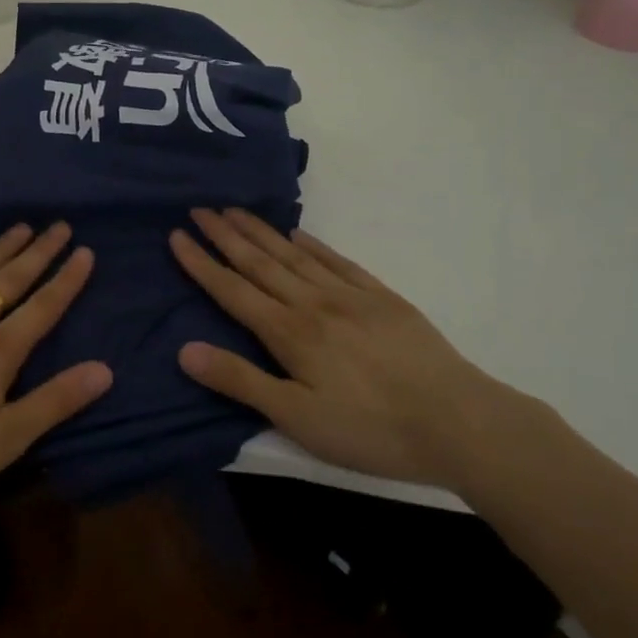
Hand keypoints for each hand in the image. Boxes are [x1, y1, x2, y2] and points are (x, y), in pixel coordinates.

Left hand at [0, 222, 112, 516]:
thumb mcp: (3, 441)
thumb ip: (54, 402)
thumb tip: (105, 369)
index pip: (42, 308)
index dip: (66, 280)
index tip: (84, 252)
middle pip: (10, 280)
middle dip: (39, 252)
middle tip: (59, 225)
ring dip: (0, 248)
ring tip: (23, 228)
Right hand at [169, 209, 518, 488]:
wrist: (460, 422)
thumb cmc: (370, 429)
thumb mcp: (297, 417)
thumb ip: (240, 381)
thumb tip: (184, 350)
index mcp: (289, 332)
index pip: (233, 290)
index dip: (201, 263)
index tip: (177, 235)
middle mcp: (313, 302)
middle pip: (260, 262)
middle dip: (225, 235)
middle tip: (199, 209)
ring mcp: (349, 296)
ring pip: (294, 255)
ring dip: (261, 231)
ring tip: (235, 210)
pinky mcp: (382, 298)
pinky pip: (337, 261)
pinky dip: (312, 244)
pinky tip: (298, 234)